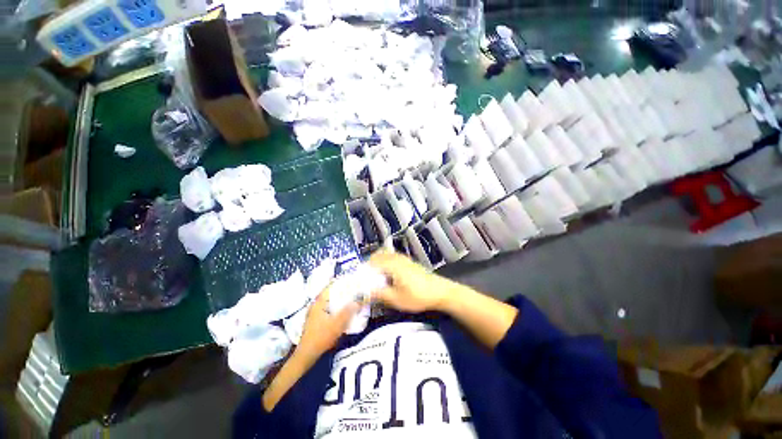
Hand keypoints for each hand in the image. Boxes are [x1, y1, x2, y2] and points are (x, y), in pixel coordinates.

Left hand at [297, 286, 359, 361]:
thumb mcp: (338, 323)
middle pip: (330, 293)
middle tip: (354, 289)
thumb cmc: (321, 337)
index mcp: (319, 302)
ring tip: (351, 298)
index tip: (351, 280)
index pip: (330, 287)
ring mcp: (315, 313)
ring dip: (339, 300)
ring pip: (329, 302)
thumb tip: (359, 300)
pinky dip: (336, 307)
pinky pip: (328, 308)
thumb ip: (349, 311)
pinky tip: (343, 311)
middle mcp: (316, 305)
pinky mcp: (316, 320)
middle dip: (342, 291)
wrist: (307, 355)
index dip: (341, 282)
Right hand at [369, 251, 451, 312]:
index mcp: (392, 264)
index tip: (359, 280)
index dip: (363, 269)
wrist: (440, 291)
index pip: (372, 261)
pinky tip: (388, 276)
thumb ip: (378, 294)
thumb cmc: (417, 296)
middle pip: (378, 255)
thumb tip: (362, 294)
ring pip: (385, 255)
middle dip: (369, 265)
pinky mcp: (408, 262)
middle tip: (366, 279)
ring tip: (375, 279)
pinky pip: (392, 258)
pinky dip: (385, 263)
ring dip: (378, 264)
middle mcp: (397, 258)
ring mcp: (403, 258)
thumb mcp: (396, 299)